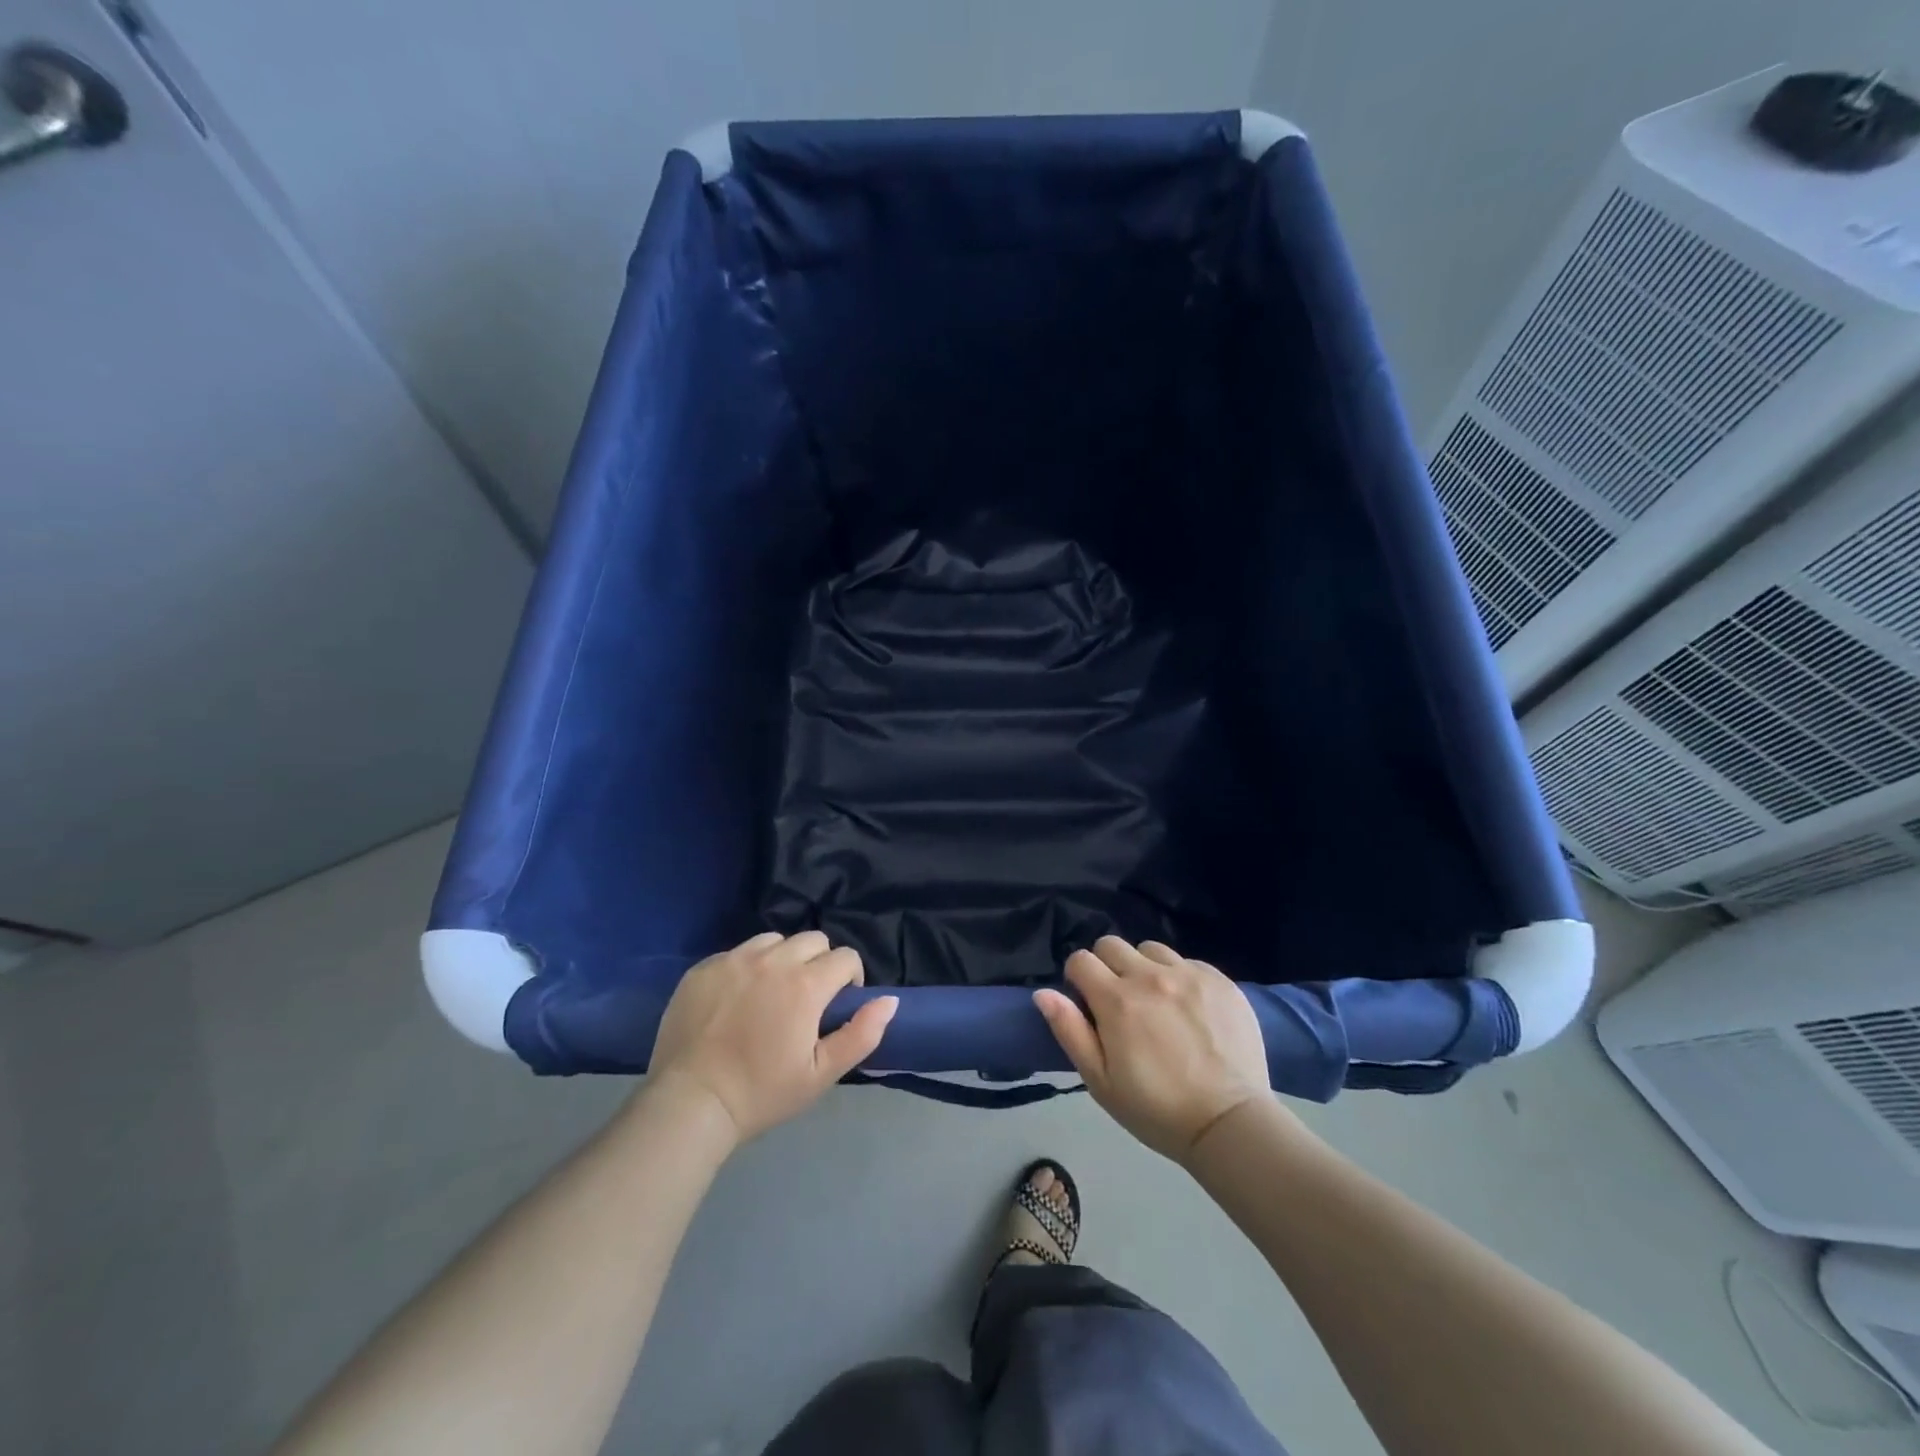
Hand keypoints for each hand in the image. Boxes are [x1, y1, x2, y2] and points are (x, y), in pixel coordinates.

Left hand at [647, 931, 897, 1145]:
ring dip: (783, 959)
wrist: (689, 1104)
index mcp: (805, 984)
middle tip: (806, 1000)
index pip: (845, 957)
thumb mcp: (821, 1074)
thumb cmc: (762, 1092)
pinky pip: (737, 952)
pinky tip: (736, 1000)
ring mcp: (734, 960)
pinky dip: (746, 967)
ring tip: (771, 993)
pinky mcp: (703, 968)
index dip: (850, 979)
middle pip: (813, 940)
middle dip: (819, 963)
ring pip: (774, 940)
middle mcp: (772, 960)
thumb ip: (861, 1034)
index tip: (837, 1006)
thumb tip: (889, 1001)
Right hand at [1034, 936, 1269, 1163]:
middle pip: (1112, 944)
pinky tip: (1189, 1008)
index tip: (1088, 1004)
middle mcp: (1150, 976)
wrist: (1230, 1123)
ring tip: (1157, 1001)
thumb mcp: (1100, 1081)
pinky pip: (1188, 961)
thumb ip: (1070, 1031)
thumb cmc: (1157, 1109)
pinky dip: (1179, 977)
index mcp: (1116, 1000)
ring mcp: (1188, 974)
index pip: (1080, 960)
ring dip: (1144, 968)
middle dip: (1107, 967)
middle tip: (1120, 1003)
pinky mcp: (1220, 980)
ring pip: (1150, 949)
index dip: (1078, 979)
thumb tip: (1043, 993)